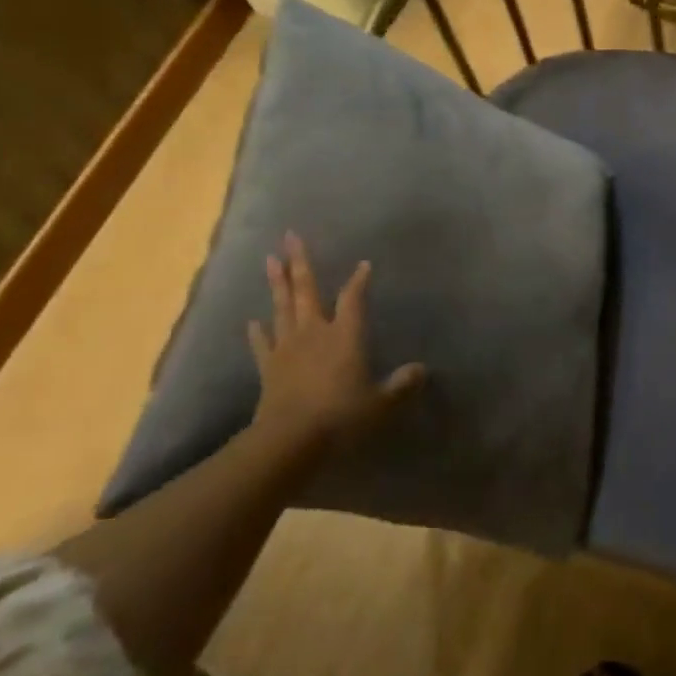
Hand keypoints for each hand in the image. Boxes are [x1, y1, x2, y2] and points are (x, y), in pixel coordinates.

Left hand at [248, 233, 425, 450]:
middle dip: (300, 262)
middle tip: (290, 236)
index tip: (363, 264)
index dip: (359, 280)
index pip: (354, 299)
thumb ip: (401, 385)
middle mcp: (315, 333)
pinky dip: (257, 332)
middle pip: (307, 291)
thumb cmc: (342, 415)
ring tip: (270, 259)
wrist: (290, 439)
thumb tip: (422, 370)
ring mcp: (287, 348)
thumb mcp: (381, 403)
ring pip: (282, 308)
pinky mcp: (269, 368)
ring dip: (277, 283)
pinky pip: (262, 344)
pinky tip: (253, 320)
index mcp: (345, 336)